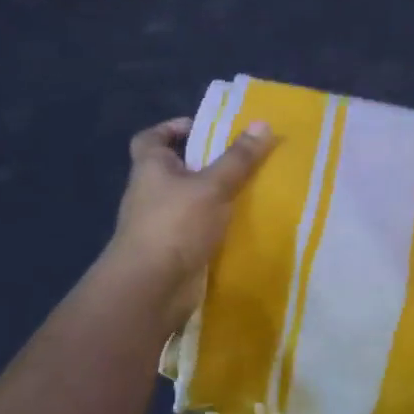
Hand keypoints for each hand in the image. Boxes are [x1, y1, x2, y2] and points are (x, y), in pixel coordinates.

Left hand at [102, 116, 277, 323]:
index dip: (171, 128)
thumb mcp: (213, 186)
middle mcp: (151, 193)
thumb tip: (263, 123)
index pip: (151, 138)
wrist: (151, 290)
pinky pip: (200, 228)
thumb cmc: (175, 225)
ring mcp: (162, 224)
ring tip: (252, 188)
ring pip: (191, 200)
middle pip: (176, 168)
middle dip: (206, 162)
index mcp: (150, 169)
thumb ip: (238, 158)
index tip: (202, 127)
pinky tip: (245, 223)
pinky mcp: (175, 250)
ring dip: (216, 195)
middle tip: (242, 157)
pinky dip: (218, 224)